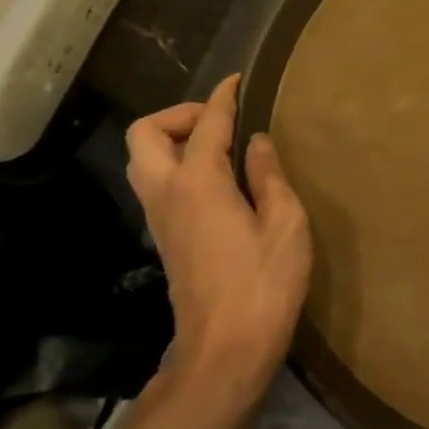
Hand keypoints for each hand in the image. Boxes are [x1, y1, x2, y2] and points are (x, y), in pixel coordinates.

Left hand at [125, 74, 310, 410]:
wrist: (226, 348)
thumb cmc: (265, 282)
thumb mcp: (285, 223)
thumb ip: (269, 175)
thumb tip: (255, 143)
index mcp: (199, 183)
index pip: (205, 124)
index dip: (223, 96)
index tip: (238, 80)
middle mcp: (168, 193)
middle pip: (145, 134)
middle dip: (180, 115)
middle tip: (221, 122)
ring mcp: (161, 218)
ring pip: (143, 160)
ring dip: (173, 140)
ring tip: (221, 146)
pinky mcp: (166, 237)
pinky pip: (157, 182)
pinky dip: (178, 165)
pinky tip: (219, 179)